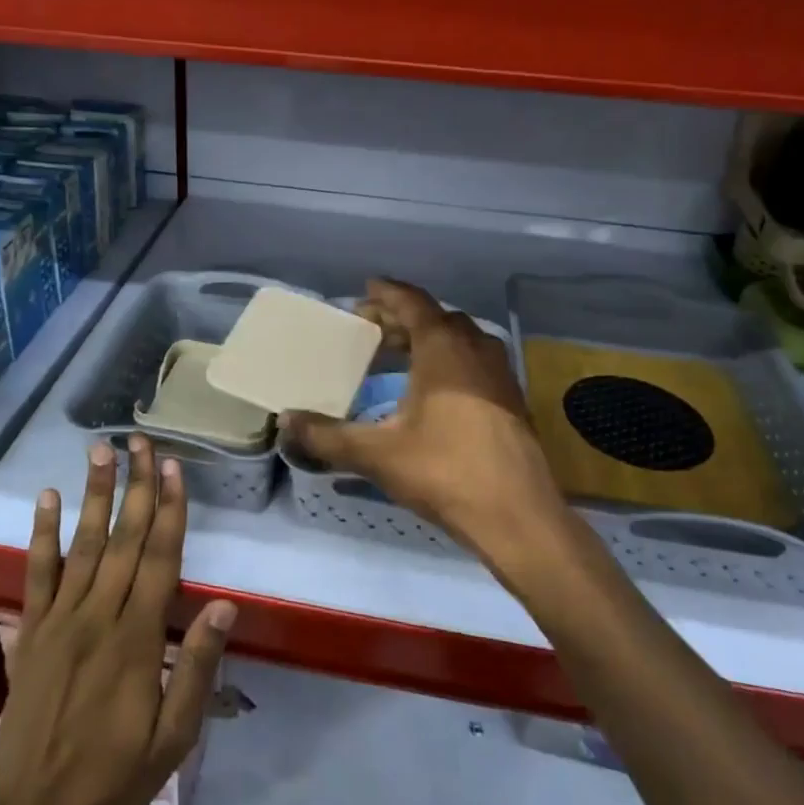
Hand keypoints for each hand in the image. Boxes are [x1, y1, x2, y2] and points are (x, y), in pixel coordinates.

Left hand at [0, 436, 234, 804]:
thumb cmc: (117, 774)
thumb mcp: (174, 735)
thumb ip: (197, 666)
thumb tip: (223, 604)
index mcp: (138, 638)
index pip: (159, 559)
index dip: (169, 510)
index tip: (172, 468)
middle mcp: (99, 616)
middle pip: (123, 539)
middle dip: (136, 486)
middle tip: (140, 440)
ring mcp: (60, 620)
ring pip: (82, 545)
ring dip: (94, 494)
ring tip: (100, 451)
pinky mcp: (31, 631)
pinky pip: (37, 574)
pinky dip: (42, 534)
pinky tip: (47, 498)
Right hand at [281, 278, 566, 562]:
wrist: (517, 515)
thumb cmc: (445, 471)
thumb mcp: (377, 454)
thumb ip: (327, 436)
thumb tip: (285, 421)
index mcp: (443, 348)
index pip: (413, 303)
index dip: (387, 293)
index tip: (366, 288)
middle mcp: (475, 349)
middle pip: (436, 318)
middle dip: (403, 318)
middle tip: (372, 329)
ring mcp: (499, 373)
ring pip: (459, 339)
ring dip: (428, 339)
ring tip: (398, 356)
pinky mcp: (512, 399)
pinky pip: (474, 361)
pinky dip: (449, 360)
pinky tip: (433, 391)